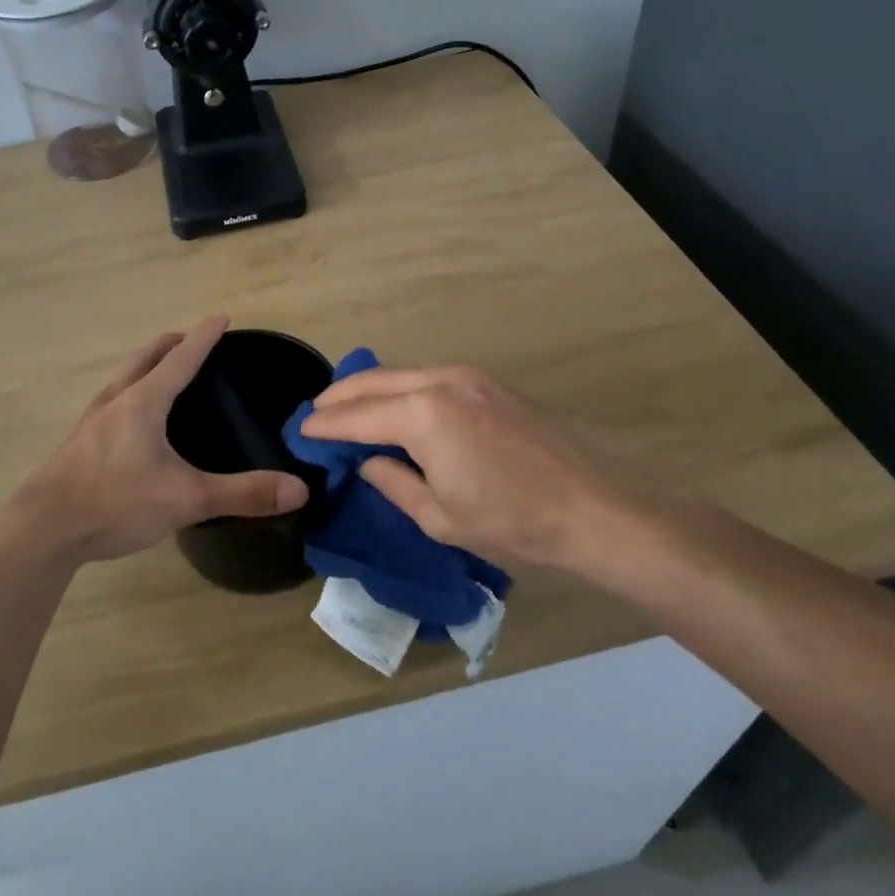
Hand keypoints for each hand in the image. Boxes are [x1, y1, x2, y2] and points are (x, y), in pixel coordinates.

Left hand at [8, 317, 308, 565]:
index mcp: (144, 401)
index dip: (205, 337)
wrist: (43, 530)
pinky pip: (112, 401)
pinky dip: (131, 392)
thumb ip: (242, 493)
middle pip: (146, 358)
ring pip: (125, 378)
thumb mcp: (187, 499)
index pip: (182, 357)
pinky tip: (132, 421)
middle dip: (171, 344)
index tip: (221, 318)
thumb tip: (299, 489)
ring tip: (163, 373)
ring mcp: (93, 420)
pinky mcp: (79, 442)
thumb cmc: (116, 502)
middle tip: (192, 341)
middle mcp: (117, 400)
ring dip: (147, 366)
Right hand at [300, 364, 691, 582]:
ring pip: (400, 374)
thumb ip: (393, 483)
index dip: (324, 425)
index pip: (357, 416)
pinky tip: (393, 408)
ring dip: (369, 389)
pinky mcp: (487, 382)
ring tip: (346, 410)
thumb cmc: (513, 521)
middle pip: (373, 381)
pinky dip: (399, 389)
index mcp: (423, 415)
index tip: (300, 431)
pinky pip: (426, 377)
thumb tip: (367, 462)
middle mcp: (440, 381)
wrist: (594, 507)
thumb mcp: (440, 517)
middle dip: (339, 396)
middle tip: (314, 415)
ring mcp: (467, 376)